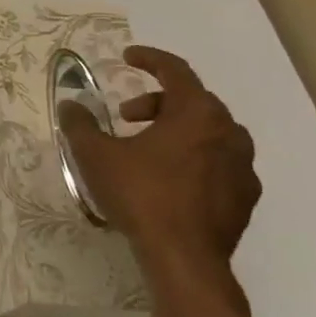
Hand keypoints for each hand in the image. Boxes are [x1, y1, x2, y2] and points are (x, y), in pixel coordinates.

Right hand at [59, 45, 259, 284]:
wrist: (184, 259)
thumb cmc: (141, 195)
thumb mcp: (96, 155)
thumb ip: (80, 125)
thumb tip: (70, 105)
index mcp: (196, 113)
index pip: (176, 70)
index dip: (149, 59)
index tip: (128, 57)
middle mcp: (228, 132)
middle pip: (193, 101)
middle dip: (157, 102)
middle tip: (127, 117)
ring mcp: (242, 166)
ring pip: (210, 132)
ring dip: (178, 130)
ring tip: (148, 148)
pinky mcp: (245, 197)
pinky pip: (219, 162)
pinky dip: (195, 158)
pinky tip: (170, 179)